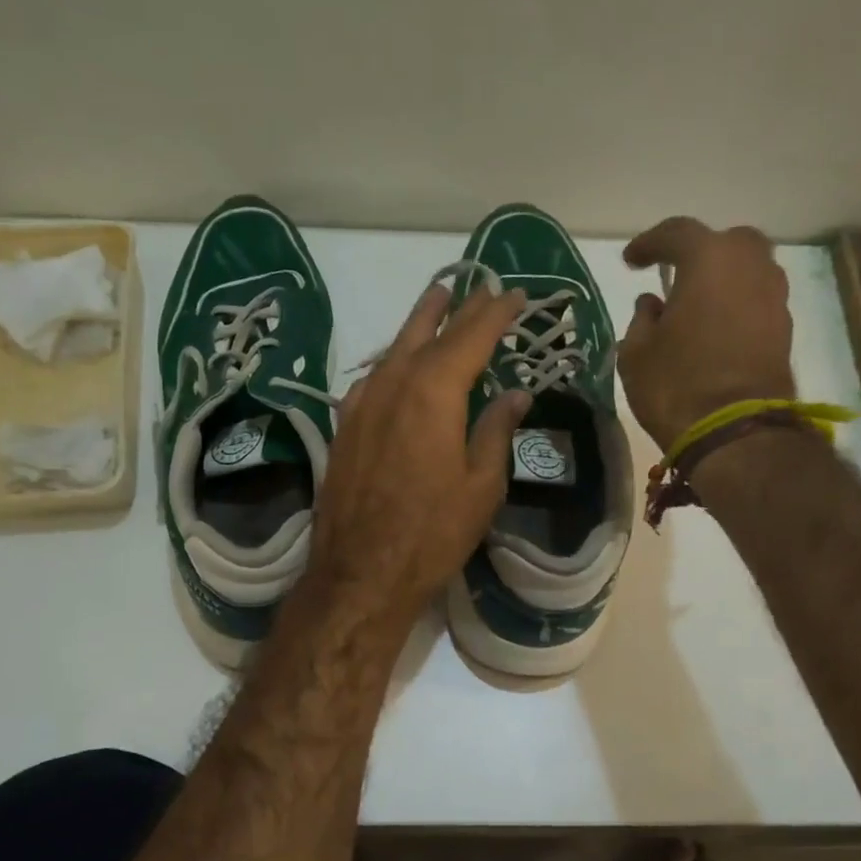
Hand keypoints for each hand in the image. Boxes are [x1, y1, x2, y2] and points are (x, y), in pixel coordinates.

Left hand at [309, 281, 531, 622]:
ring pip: (394, 349)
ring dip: (419, 325)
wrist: (360, 574)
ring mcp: (360, 404)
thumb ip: (497, 430)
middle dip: (458, 308)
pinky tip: (398, 365)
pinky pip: (372, 379)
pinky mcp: (343, 428)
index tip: (516, 294)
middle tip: (479, 287)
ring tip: (437, 303)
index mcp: (433, 392)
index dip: (496, 312)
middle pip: (429, 332)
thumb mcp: (481, 485)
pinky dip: (393, 362)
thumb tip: (514, 393)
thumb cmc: (432, 533)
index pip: (471, 336)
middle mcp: (392, 384)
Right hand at [619, 218, 795, 450]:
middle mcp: (750, 266)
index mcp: (709, 260)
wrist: (737, 432)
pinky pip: (756, 302)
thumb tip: (653, 304)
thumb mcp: (636, 354)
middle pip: (726, 242)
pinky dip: (736, 307)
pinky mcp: (784, 330)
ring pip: (748, 271)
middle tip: (675, 275)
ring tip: (696, 306)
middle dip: (700, 253)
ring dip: (722, 281)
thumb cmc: (676, 386)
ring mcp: (773, 298)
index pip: (676, 234)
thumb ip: (641, 320)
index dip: (649, 243)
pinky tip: (715, 330)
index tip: (632, 261)